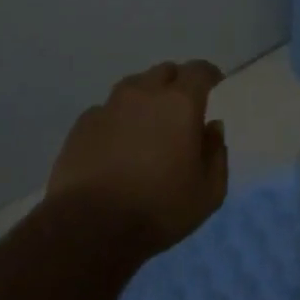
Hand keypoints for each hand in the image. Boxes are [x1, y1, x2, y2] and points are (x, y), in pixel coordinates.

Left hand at [48, 59, 227, 255]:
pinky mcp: (82, 125)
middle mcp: (144, 94)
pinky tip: (117, 143)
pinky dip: (117, 119)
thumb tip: (212, 128)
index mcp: (180, 103)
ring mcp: (109, 107)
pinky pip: (106, 110)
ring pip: (133, 87)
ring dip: (146, 97)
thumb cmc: (158, 209)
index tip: (214, 85)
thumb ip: (216, 154)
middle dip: (177, 83)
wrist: (89, 229)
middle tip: (181, 108)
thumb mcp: (208, 192)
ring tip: (147, 123)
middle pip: (164, 72)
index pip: (199, 70)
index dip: (209, 75)